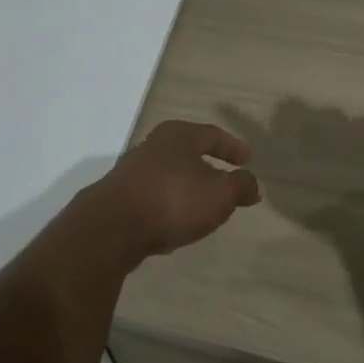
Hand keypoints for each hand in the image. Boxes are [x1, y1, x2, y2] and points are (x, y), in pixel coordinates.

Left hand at [87, 120, 261, 257]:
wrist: (111, 228)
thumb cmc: (174, 199)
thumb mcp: (220, 194)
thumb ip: (240, 186)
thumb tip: (252, 184)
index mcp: (179, 135)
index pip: (212, 135)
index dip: (232, 147)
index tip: (247, 158)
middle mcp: (153, 146)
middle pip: (187, 153)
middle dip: (208, 167)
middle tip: (226, 181)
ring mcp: (131, 172)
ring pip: (169, 176)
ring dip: (187, 188)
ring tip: (203, 206)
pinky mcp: (118, 199)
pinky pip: (153, 198)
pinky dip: (168, 206)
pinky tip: (175, 224)